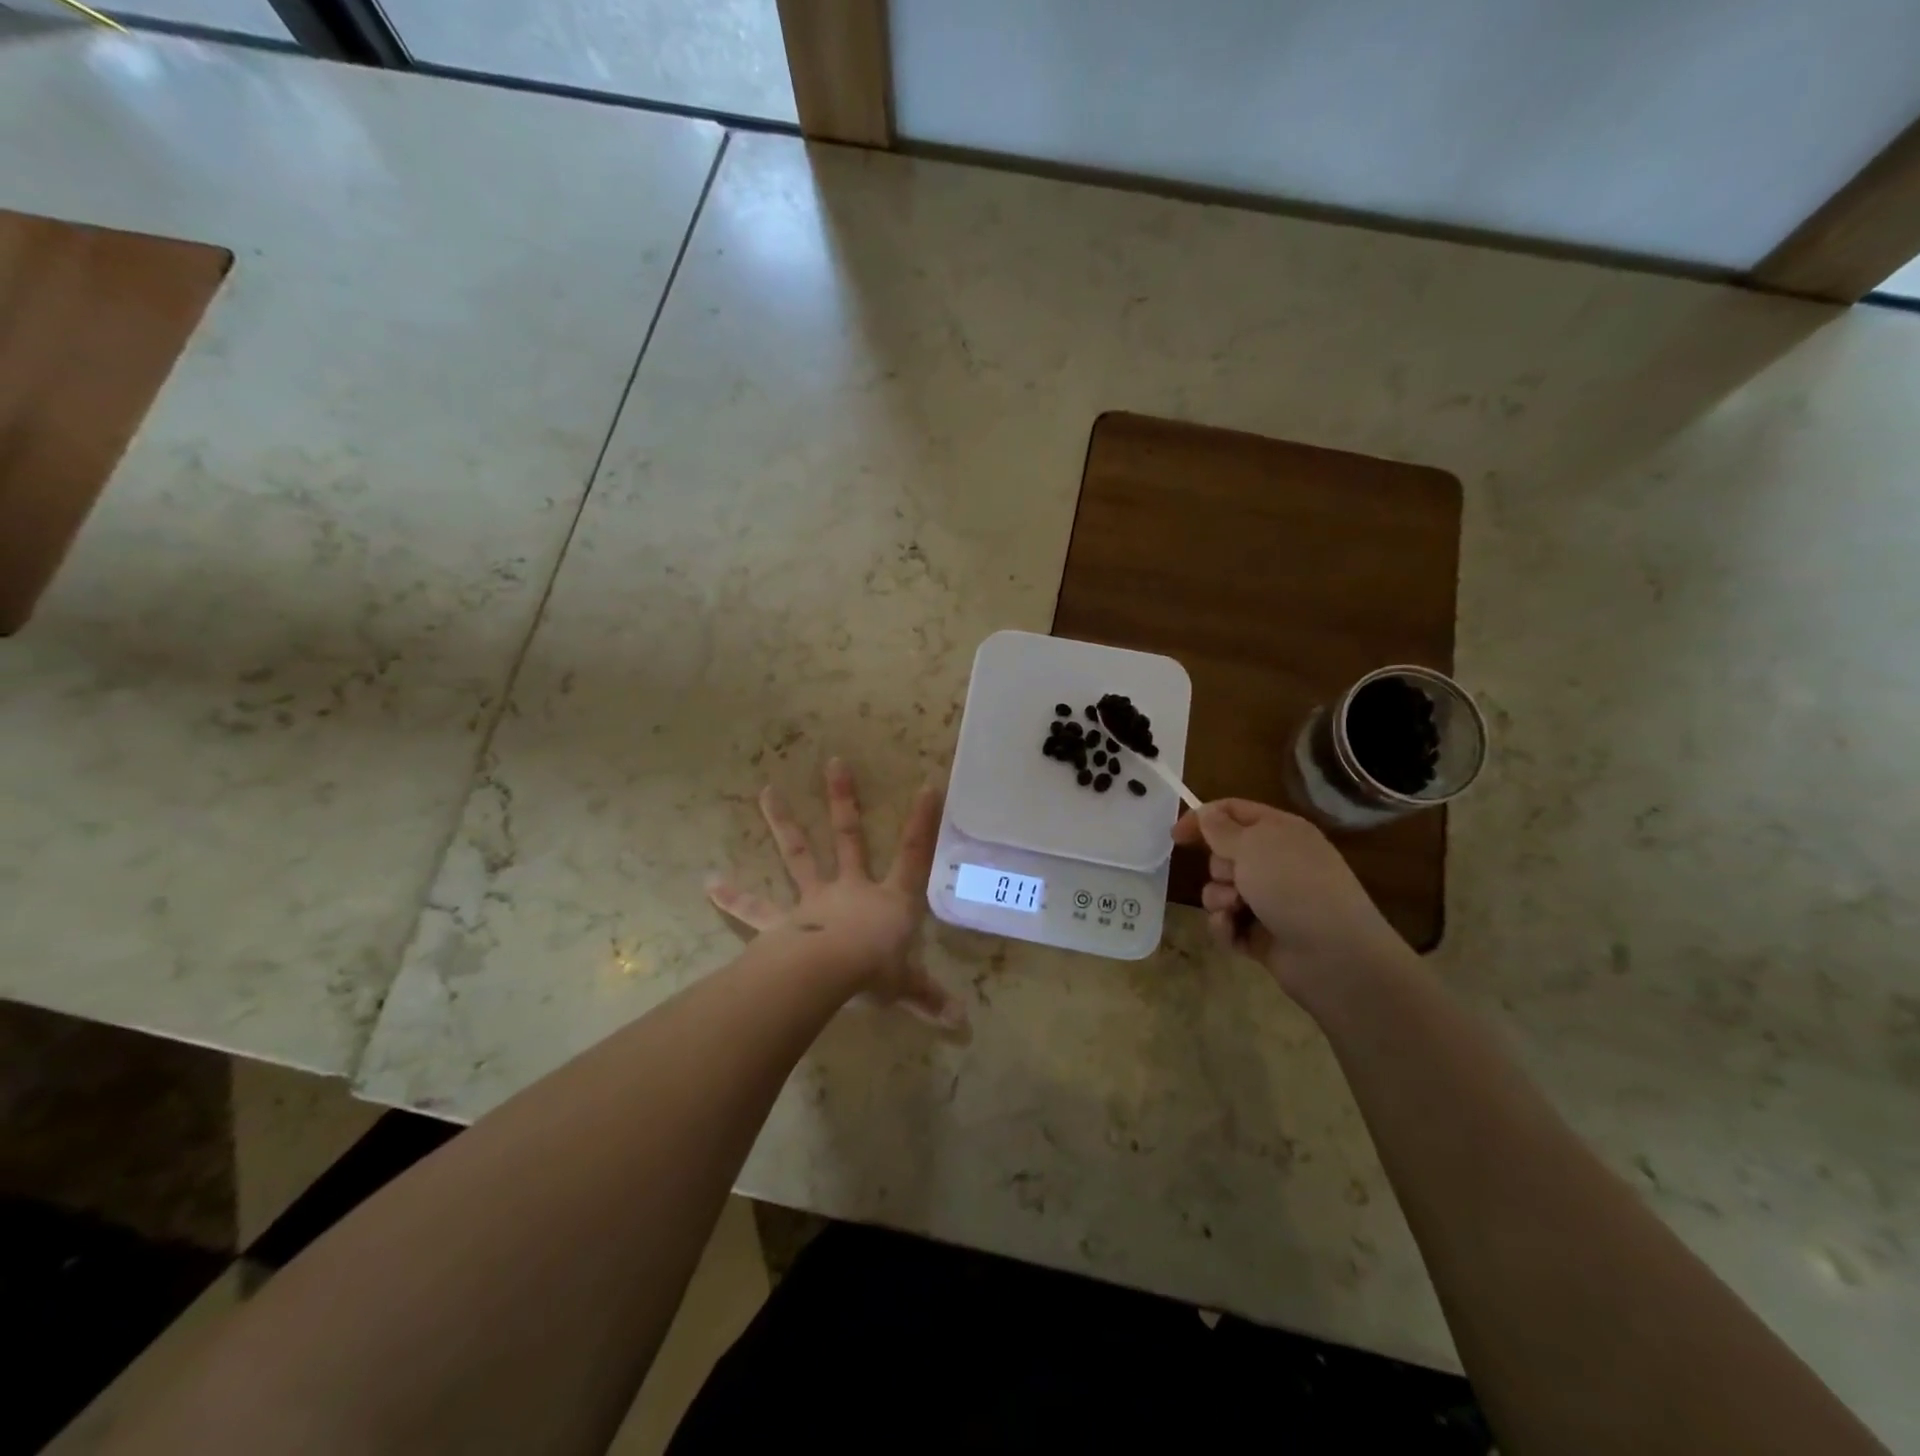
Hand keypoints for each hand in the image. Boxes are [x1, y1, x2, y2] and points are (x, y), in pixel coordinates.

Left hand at [708, 759, 965, 1030]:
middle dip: (843, 800)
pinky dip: (732, 897)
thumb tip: (962, 1023)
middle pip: (848, 837)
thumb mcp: (908, 986)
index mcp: (888, 899)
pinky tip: (708, 882)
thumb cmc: (875, 973)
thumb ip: (930, 998)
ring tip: (766, 791)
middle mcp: (850, 889)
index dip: (922, 823)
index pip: (912, 856)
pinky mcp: (781, 922)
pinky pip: (754, 909)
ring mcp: (813, 901)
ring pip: (799, 855)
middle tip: (834, 762)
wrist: (829, 975)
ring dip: (783, 823)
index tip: (927, 786)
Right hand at [1173, 799, 1408, 997]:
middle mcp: (1276, 862)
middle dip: (1218, 867)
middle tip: (1234, 878)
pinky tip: (1234, 932)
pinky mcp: (1262, 933)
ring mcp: (1270, 900)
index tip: (1176, 836)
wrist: (1334, 955)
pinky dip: (1226, 926)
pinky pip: (1227, 922)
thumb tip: (1206, 813)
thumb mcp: (1253, 845)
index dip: (1202, 818)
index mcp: (1280, 832)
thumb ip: (1221, 828)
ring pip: (1220, 890)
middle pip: (1223, 853)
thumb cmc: (1293, 886)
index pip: (1233, 811)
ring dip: (1219, 898)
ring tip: (1236, 910)